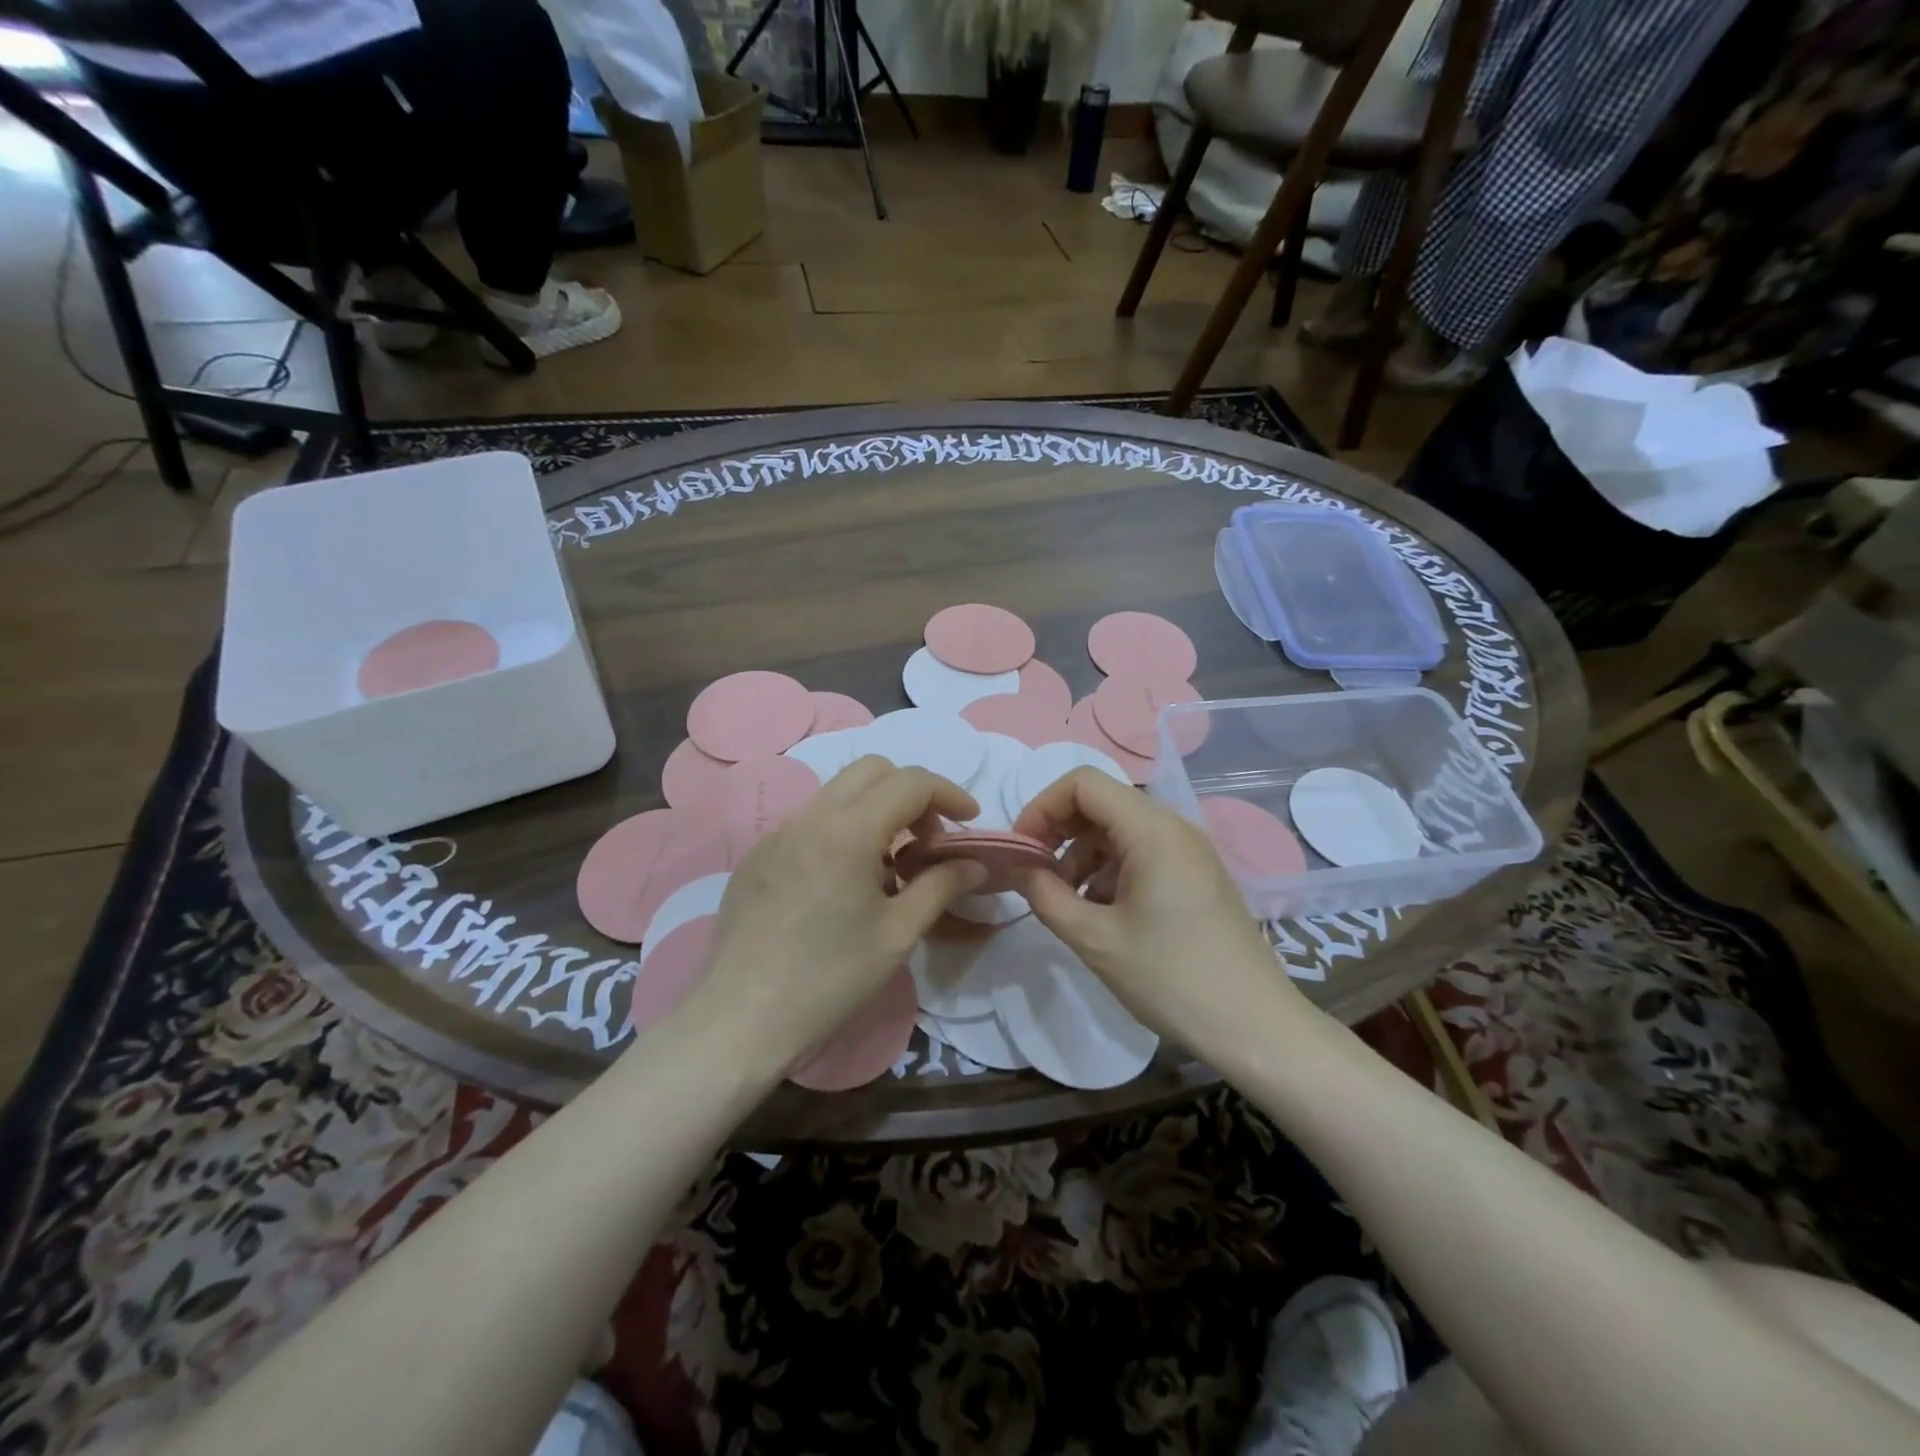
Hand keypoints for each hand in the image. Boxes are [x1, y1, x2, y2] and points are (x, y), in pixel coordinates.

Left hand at [688, 757, 986, 1071]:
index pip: (910, 782)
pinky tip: (842, 885)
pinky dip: (841, 831)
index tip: (970, 821)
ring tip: (890, 867)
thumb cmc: (829, 979)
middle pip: (871, 770)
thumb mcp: (898, 934)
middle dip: (911, 793)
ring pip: (838, 794)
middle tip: (929, 840)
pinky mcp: (757, 857)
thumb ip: (941, 886)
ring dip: (875, 811)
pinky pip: (809, 823)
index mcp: (848, 831)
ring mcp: (776, 834)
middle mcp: (809, 817)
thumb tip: (976, 864)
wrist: (741, 1020)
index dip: (949, 793)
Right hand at [1012, 769, 1310, 1057]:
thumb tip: (1019, 868)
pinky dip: (1109, 871)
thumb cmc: (1172, 978)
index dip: (1042, 807)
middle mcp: (1173, 826)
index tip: (1022, 851)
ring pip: (1118, 829)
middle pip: (1101, 803)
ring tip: (1067, 904)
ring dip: (1082, 856)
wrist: (1255, 1028)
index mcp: (1152, 830)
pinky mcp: (1195, 874)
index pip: (1083, 783)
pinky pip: (1141, 852)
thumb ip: (1045, 895)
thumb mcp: (1095, 939)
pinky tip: (1102, 914)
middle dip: (1059, 833)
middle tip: (1036, 877)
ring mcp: (1189, 850)